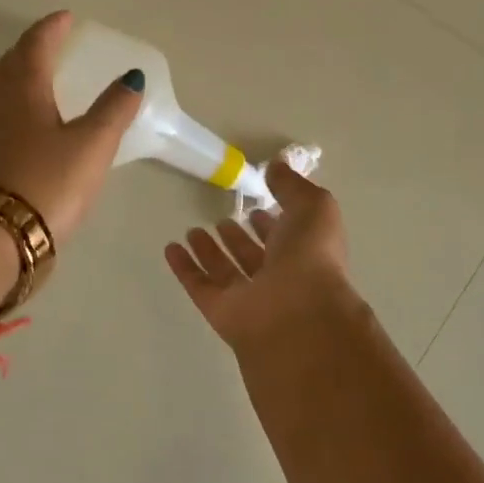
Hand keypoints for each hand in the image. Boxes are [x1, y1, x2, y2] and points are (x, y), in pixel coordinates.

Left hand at [0, 10, 144, 245]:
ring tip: (38, 82)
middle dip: (30, 50)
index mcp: (21, 89)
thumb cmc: (46, 184)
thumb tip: (131, 78)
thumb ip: (113, 111)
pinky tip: (20, 127)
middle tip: (50, 46)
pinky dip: (8, 108)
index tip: (65, 18)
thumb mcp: (91, 146)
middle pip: (9, 64)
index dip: (52, 28)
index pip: (35, 45)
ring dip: (16, 78)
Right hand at [165, 161, 358, 354]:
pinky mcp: (222, 313)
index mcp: (306, 255)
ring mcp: (250, 299)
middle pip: (254, 257)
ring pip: (226, 272)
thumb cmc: (311, 256)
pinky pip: (200, 287)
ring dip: (210, 251)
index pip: (287, 237)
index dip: (272, 222)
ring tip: (193, 230)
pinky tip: (171, 248)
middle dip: (238, 238)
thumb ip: (293, 186)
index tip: (254, 207)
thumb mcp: (313, 207)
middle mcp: (280, 279)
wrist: (298, 315)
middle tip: (221, 220)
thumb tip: (277, 167)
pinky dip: (185, 269)